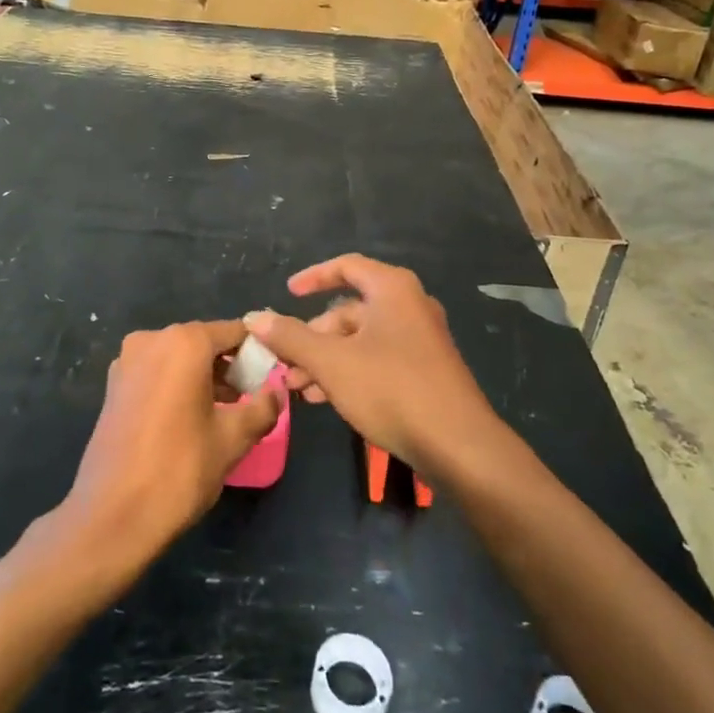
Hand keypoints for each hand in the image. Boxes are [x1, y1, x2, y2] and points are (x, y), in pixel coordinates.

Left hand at [62, 321, 283, 568]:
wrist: (111, 516)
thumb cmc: (179, 469)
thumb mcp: (233, 439)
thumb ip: (263, 408)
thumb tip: (277, 393)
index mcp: (184, 342)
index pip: (234, 332)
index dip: (257, 352)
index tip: (273, 376)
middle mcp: (152, 340)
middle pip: (204, 342)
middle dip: (230, 366)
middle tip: (252, 398)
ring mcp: (127, 362)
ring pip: (179, 358)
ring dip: (204, 377)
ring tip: (226, 412)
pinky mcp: (113, 386)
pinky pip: (157, 373)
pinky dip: (178, 385)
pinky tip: (192, 419)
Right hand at [245, 256, 496, 478]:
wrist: (458, 445)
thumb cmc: (391, 389)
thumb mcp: (331, 362)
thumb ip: (290, 337)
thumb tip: (254, 318)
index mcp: (392, 289)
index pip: (346, 267)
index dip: (312, 277)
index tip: (286, 294)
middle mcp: (409, 305)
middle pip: (349, 309)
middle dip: (312, 336)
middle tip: (285, 362)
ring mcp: (420, 339)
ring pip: (361, 339)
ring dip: (326, 359)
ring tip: (298, 389)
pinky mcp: (425, 370)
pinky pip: (377, 358)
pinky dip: (349, 371)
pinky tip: (327, 399)